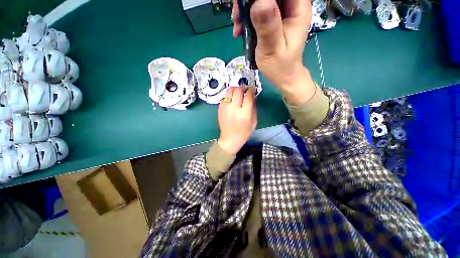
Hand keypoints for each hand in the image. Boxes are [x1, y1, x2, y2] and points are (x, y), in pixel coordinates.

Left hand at [217, 86, 256, 154]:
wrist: (230, 138)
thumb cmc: (244, 132)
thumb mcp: (254, 121)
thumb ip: (254, 107)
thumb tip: (253, 95)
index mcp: (244, 113)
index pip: (248, 96)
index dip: (251, 90)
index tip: (253, 89)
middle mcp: (234, 109)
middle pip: (238, 91)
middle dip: (243, 87)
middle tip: (246, 89)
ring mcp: (225, 108)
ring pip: (230, 91)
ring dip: (236, 89)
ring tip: (239, 92)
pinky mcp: (220, 108)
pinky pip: (225, 96)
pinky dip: (230, 94)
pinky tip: (233, 98)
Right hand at [233, 0, 316, 104]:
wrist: (282, 76)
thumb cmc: (280, 67)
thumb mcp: (272, 50)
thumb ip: (268, 28)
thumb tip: (259, 3)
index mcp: (297, 8)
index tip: (247, 4)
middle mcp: (291, 6)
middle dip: (249, 1)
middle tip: (238, 16)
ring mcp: (280, 12)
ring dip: (245, 8)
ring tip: (237, 25)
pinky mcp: (272, 19)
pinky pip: (257, 8)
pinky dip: (246, 16)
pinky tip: (240, 29)